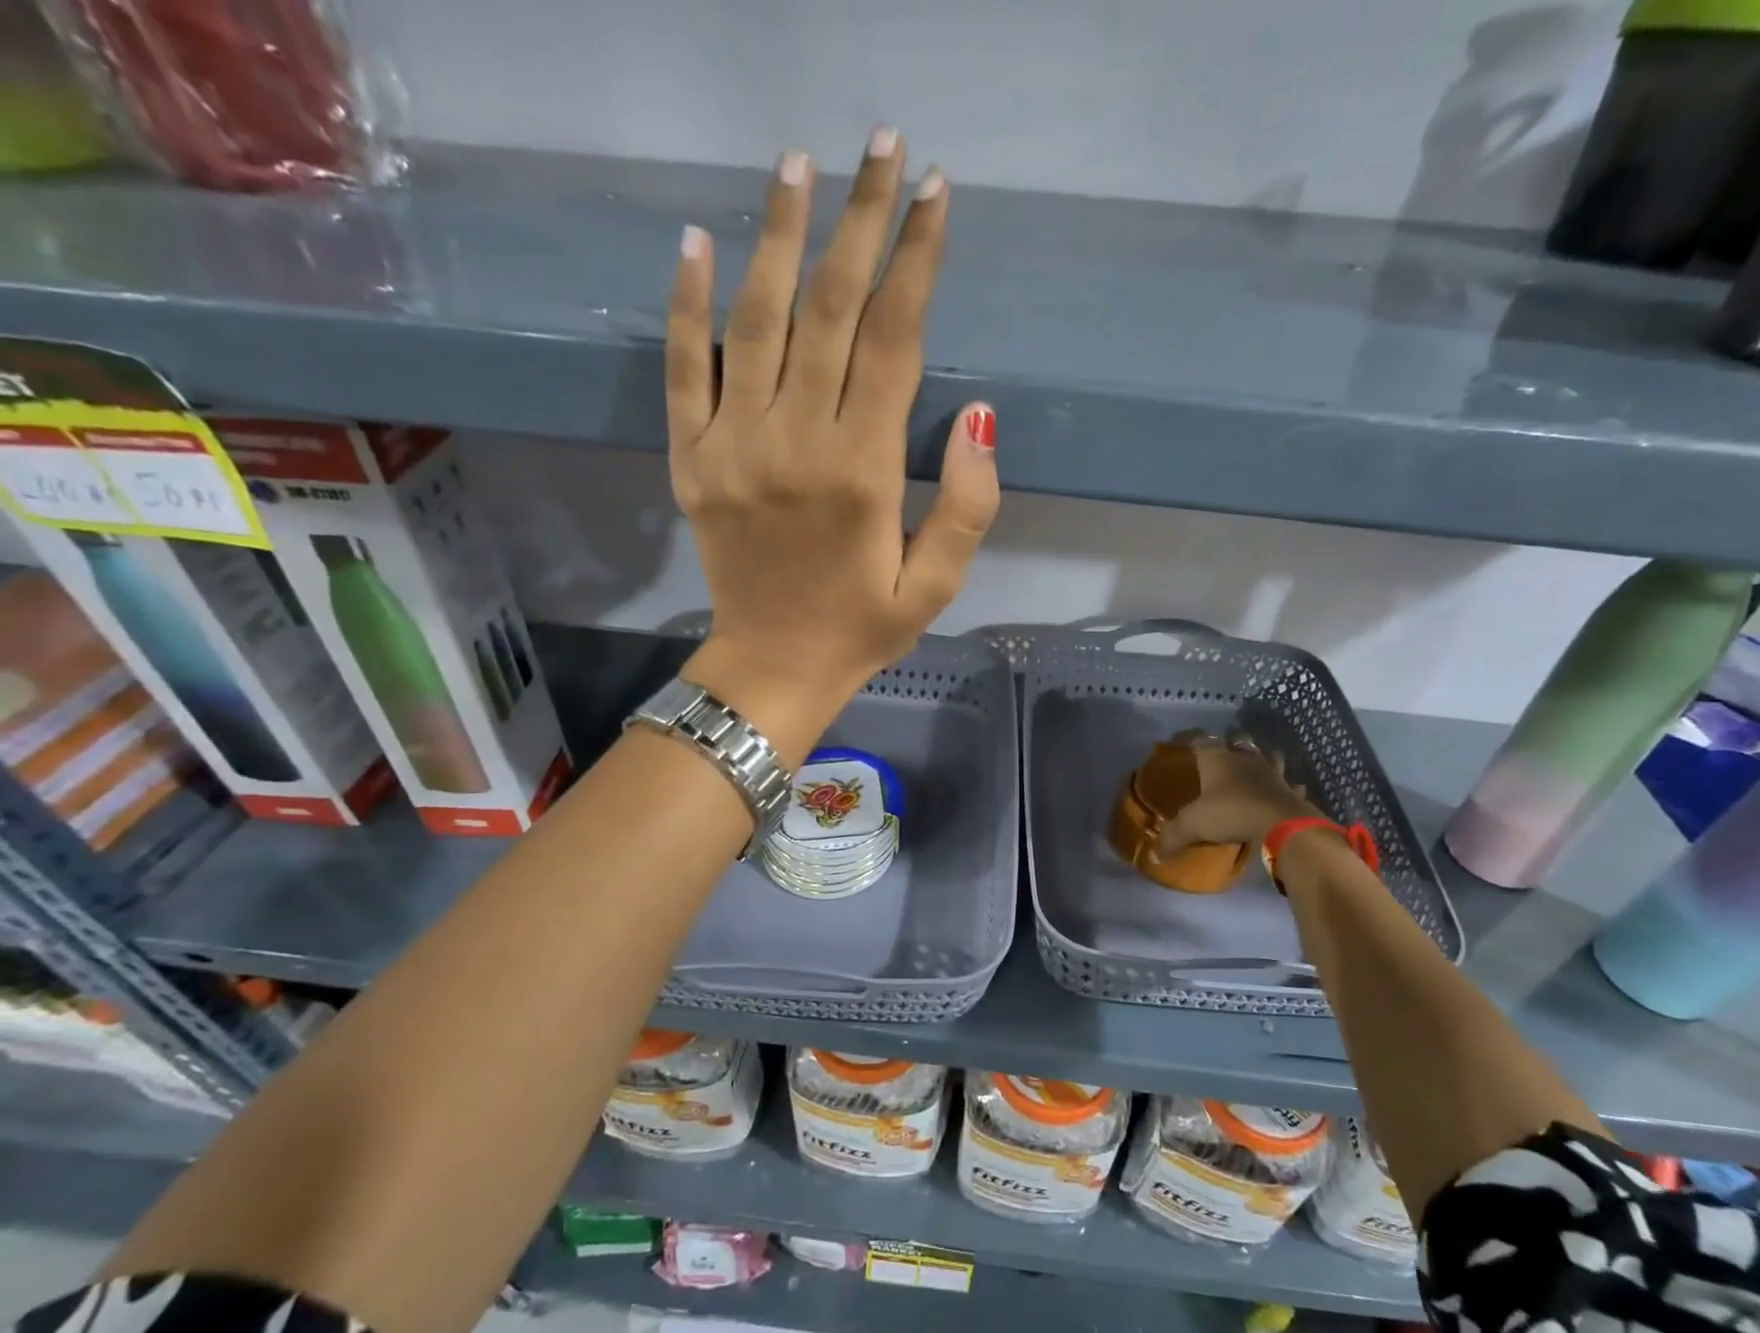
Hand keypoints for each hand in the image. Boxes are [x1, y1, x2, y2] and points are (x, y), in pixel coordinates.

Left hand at [666, 129, 1000, 730]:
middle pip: (830, 309)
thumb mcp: (936, 586)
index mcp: (864, 471)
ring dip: (778, 234)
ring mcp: (734, 445)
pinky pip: (685, 368)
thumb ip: (968, 506)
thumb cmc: (862, 628)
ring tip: (798, 165)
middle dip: (861, 222)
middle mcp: (797, 441)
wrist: (773, 667)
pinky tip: (698, 240)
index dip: (918, 261)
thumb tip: (981, 416)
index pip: (894, 340)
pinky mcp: (691, 459)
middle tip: (881, 145)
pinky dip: (688, 303)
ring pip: (757, 320)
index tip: (936, 194)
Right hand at [1153, 734, 1322, 856]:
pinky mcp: (1292, 792)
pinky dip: (1287, 789)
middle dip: (1232, 745)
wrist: (1282, 824)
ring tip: (1255, 770)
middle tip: (1224, 756)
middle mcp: (1246, 759)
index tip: (1188, 745)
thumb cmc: (1231, 813)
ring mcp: (1273, 774)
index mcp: (1218, 759)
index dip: (1193, 740)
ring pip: (1269, 757)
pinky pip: (1290, 786)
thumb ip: (1172, 837)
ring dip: (1263, 761)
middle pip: (1239, 741)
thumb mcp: (1192, 825)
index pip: (1202, 740)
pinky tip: (1284, 794)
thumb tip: (1154, 856)